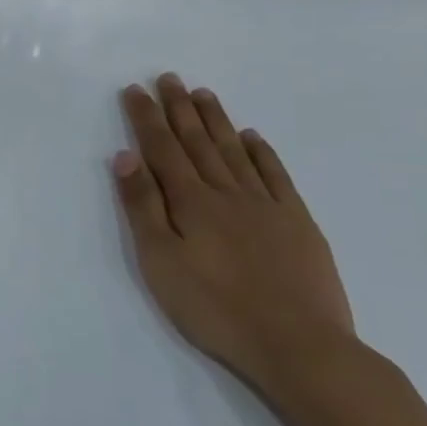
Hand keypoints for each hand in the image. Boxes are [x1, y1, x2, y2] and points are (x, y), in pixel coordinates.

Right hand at [111, 75, 356, 397]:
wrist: (300, 347)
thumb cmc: (214, 307)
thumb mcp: (160, 261)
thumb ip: (142, 206)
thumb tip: (126, 156)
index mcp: (190, 202)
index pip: (162, 148)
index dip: (146, 117)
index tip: (135, 89)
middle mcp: (227, 193)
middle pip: (198, 142)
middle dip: (180, 108)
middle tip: (169, 78)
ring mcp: (267, 206)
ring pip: (235, 152)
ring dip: (216, 121)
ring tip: (203, 94)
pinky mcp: (298, 224)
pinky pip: (276, 177)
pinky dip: (262, 153)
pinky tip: (252, 138)